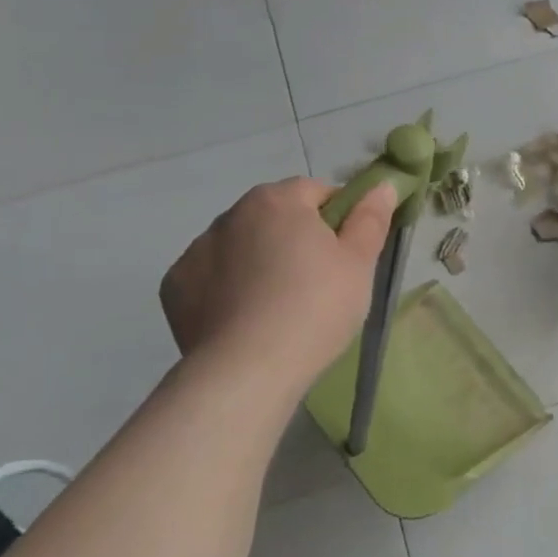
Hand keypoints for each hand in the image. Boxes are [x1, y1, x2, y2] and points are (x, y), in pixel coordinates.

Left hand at [161, 177, 396, 381]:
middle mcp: (231, 215)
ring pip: (241, 247)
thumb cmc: (316, 308)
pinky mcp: (175, 287)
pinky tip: (245, 320)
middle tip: (318, 284)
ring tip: (279, 308)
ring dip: (259, 262)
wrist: (248, 370)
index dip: (338, 219)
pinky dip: (227, 289)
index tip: (347, 254)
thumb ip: (371, 218)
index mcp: (277, 201)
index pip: (316, 192)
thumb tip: (382, 186)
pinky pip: (212, 277)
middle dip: (295, 240)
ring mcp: (196, 250)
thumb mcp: (359, 263)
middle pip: (275, 217)